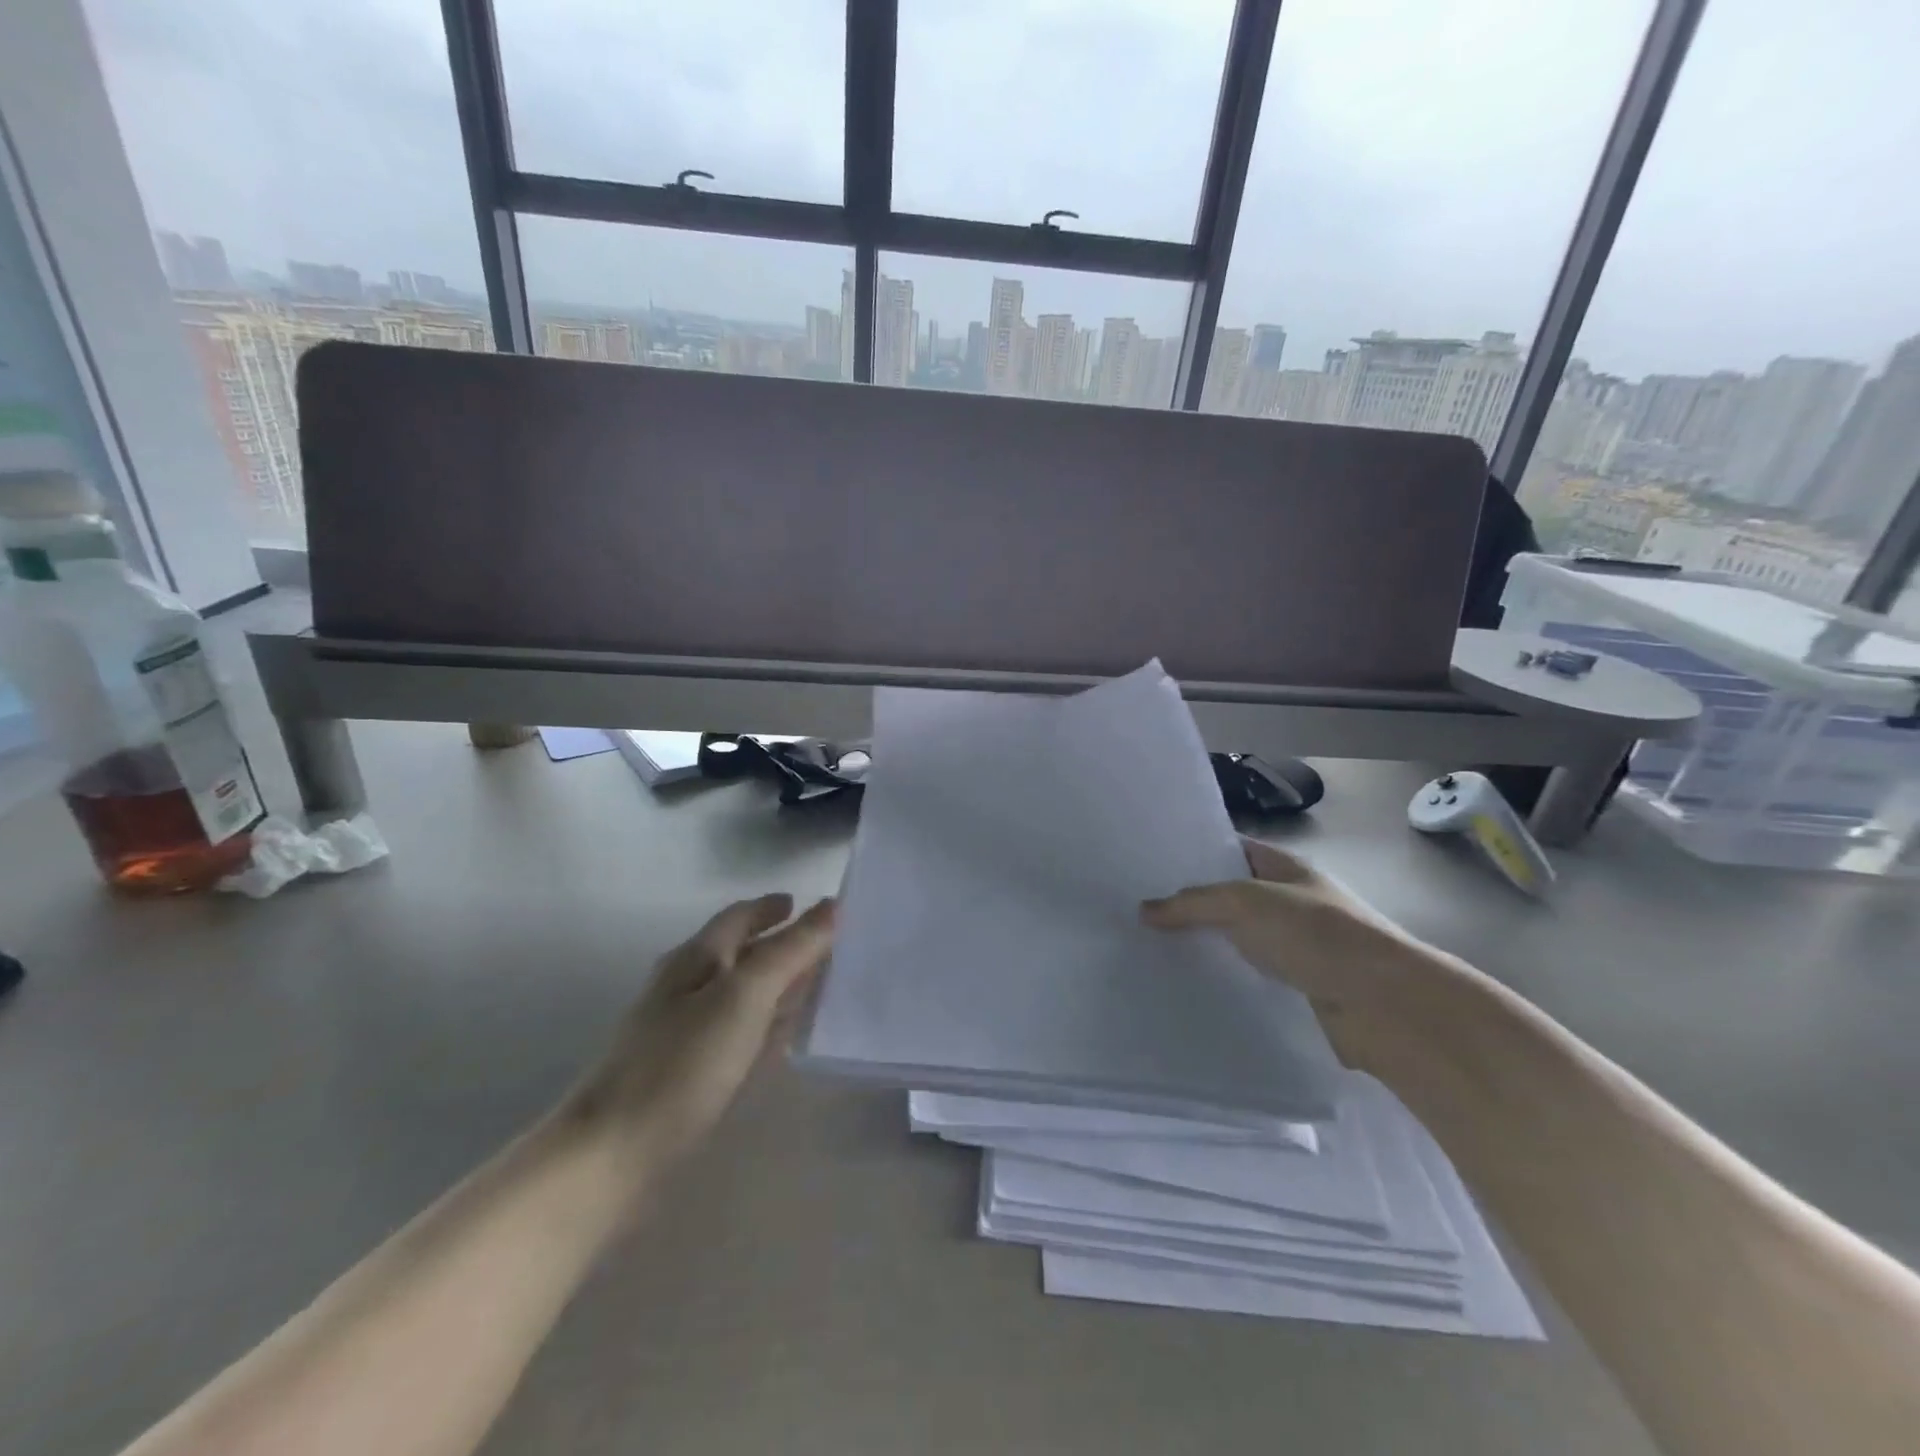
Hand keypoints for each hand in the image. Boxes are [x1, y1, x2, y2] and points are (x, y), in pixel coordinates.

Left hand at [563, 894, 835, 1163]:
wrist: (612, 1156)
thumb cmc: (682, 1064)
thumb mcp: (745, 996)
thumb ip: (791, 950)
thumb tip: (832, 905)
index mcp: (695, 959)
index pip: (740, 917)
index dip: (774, 908)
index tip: (813, 905)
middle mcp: (686, 987)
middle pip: (741, 954)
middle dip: (781, 945)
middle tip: (828, 946)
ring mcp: (683, 1032)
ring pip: (740, 995)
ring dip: (776, 985)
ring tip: (817, 984)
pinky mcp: (686, 1074)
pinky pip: (736, 1033)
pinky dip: (764, 1024)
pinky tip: (783, 1037)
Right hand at [1142, 839, 1434, 1070]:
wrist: (1385, 1006)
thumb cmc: (1318, 935)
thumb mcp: (1247, 903)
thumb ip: (1194, 903)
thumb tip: (1144, 910)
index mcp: (1284, 868)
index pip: (1229, 849)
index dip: (1191, 852)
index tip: (1146, 862)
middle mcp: (1287, 902)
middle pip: (1227, 897)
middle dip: (1187, 903)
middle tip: (1133, 908)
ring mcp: (1292, 946)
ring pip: (1234, 939)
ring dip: (1201, 944)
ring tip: (1146, 946)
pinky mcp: (1293, 987)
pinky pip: (1246, 975)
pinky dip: (1220, 978)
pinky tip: (1183, 983)